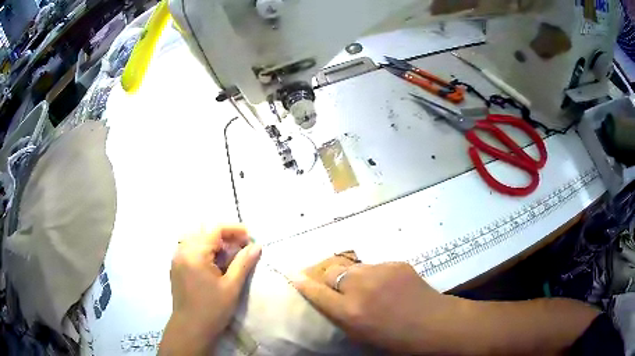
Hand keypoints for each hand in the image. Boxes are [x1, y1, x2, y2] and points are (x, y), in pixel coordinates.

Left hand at [159, 225, 261, 355]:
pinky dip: (204, 249)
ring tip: (229, 254)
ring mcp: (177, 258)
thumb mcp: (231, 287)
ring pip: (196, 238)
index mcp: (195, 253)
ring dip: (214, 242)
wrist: (190, 328)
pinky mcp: (176, 266)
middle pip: (204, 231)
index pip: (215, 229)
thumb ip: (243, 263)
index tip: (250, 237)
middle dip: (225, 235)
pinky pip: (190, 248)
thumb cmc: (212, 309)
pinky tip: (214, 263)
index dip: (234, 229)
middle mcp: (182, 251)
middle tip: (242, 246)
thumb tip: (257, 246)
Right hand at [293, 255, 454, 353]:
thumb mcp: (360, 334)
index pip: (316, 292)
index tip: (293, 275)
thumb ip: (340, 315)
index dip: (303, 283)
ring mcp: (380, 271)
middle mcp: (361, 287)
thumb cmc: (395, 339)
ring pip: (352, 266)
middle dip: (328, 278)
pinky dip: (374, 275)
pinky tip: (387, 286)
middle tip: (337, 287)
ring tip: (365, 287)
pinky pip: (375, 266)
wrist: (433, 323)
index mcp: (350, 311)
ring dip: (352, 276)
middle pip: (331, 271)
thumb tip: (327, 298)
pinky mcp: (396, 263)